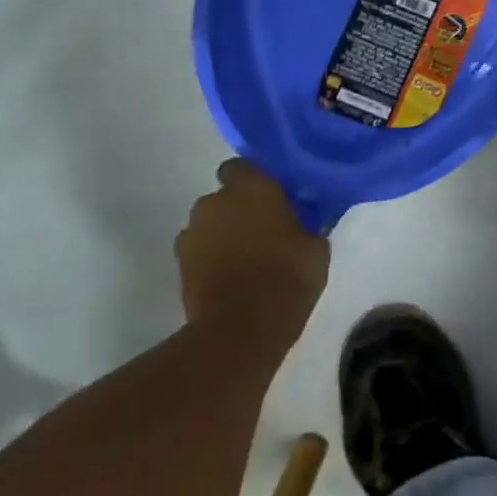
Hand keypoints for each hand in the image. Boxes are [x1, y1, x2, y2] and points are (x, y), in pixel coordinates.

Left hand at [175, 160, 330, 365]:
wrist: (241, 329)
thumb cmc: (288, 277)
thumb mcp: (316, 248)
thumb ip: (306, 225)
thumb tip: (303, 222)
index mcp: (252, 188)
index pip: (242, 166)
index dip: (254, 179)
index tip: (272, 197)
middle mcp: (215, 201)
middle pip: (224, 196)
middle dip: (239, 209)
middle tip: (264, 230)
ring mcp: (192, 233)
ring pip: (209, 223)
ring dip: (223, 233)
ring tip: (245, 258)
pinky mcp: (180, 264)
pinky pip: (199, 250)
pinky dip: (210, 258)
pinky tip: (230, 276)